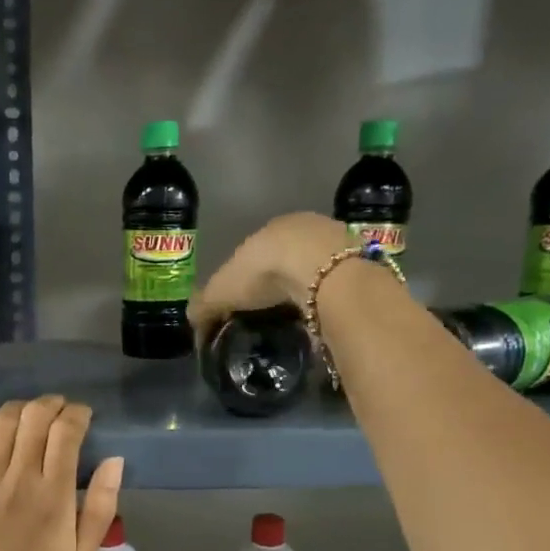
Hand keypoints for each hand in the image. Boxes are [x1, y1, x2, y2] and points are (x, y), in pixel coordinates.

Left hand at [0, 395, 123, 550]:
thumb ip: (102, 507)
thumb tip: (115, 461)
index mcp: (54, 496)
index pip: (66, 432)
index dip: (77, 414)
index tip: (83, 416)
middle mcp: (19, 478)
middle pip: (35, 417)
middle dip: (51, 404)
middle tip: (58, 412)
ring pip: (1, 420)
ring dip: (20, 409)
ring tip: (28, 417)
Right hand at [188, 211, 353, 342]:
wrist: (320, 268)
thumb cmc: (263, 273)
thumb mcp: (221, 291)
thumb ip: (205, 306)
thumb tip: (192, 322)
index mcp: (268, 230)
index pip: (254, 253)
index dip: (246, 278)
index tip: (244, 303)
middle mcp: (302, 228)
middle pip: (286, 258)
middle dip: (278, 281)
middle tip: (272, 313)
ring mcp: (333, 242)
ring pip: (314, 267)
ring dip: (305, 287)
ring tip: (298, 316)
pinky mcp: (357, 259)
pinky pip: (336, 280)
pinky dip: (327, 295)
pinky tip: (321, 312)